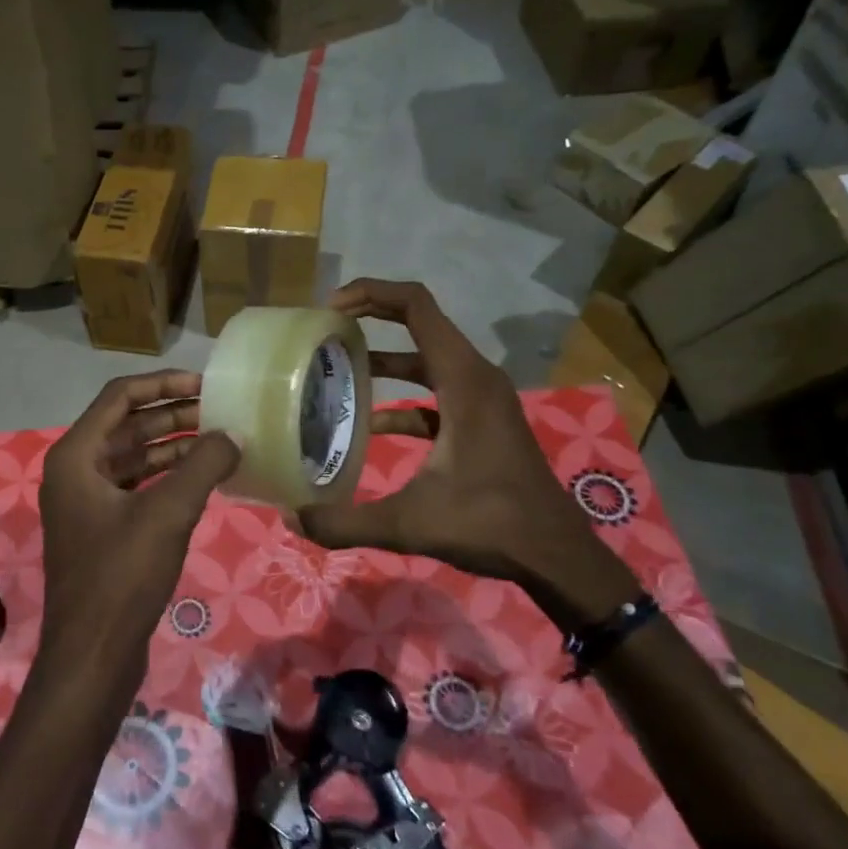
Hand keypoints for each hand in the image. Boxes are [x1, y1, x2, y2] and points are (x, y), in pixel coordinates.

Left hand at [38, 371, 239, 683]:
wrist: (92, 655)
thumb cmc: (122, 576)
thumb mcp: (168, 513)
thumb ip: (203, 465)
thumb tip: (233, 434)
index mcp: (76, 456)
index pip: (120, 397)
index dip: (164, 383)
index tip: (206, 384)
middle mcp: (76, 471)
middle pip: (128, 426)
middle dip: (174, 414)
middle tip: (222, 410)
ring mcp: (87, 502)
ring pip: (135, 458)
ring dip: (174, 446)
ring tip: (221, 439)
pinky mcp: (103, 530)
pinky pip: (137, 487)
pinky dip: (168, 477)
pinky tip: (203, 477)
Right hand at [294, 280, 635, 630]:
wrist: (554, 555)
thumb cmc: (489, 524)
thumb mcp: (410, 523)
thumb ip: (346, 522)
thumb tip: (292, 518)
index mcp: (463, 380)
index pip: (417, 306)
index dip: (372, 293)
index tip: (332, 307)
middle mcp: (475, 377)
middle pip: (420, 323)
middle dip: (372, 318)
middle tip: (326, 331)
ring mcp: (482, 399)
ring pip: (428, 359)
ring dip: (385, 359)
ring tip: (338, 371)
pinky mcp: (481, 421)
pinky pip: (435, 392)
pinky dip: (402, 399)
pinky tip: (369, 426)